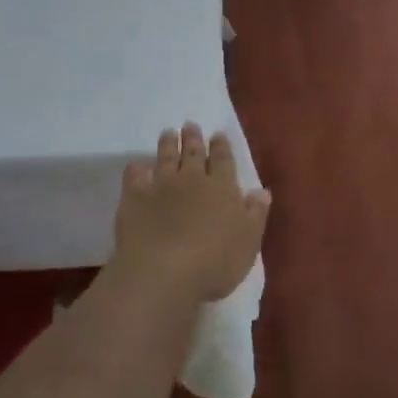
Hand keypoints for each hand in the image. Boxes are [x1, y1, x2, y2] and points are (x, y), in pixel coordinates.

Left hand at [113, 123, 269, 303]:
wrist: (163, 272)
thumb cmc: (214, 263)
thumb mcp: (248, 242)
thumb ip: (255, 214)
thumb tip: (262, 191)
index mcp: (221, 188)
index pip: (223, 161)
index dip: (221, 147)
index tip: (218, 134)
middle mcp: (191, 179)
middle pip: (193, 153)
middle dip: (193, 138)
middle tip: (190, 125)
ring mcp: (161, 185)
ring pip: (165, 157)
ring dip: (168, 144)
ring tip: (168, 132)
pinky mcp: (134, 197)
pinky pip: (134, 176)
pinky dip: (136, 169)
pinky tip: (136, 166)